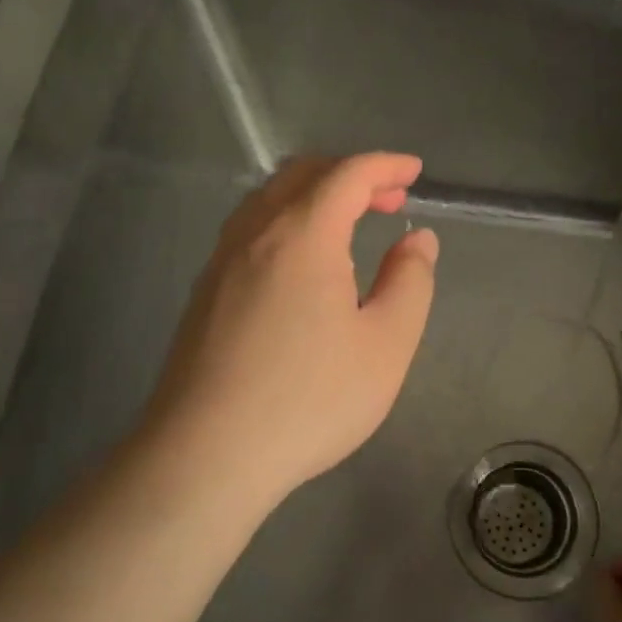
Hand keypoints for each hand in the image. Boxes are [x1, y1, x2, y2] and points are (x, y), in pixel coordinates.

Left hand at [141, 153, 438, 510]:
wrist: (207, 455)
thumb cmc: (309, 399)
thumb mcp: (386, 344)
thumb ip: (409, 282)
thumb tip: (416, 240)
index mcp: (302, 235)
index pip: (347, 174)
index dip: (385, 165)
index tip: (415, 172)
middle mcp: (255, 234)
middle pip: (303, 175)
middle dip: (351, 175)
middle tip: (389, 199)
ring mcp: (222, 262)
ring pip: (269, 200)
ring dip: (314, 195)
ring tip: (349, 225)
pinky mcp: (205, 292)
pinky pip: (250, 229)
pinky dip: (287, 221)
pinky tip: (302, 263)